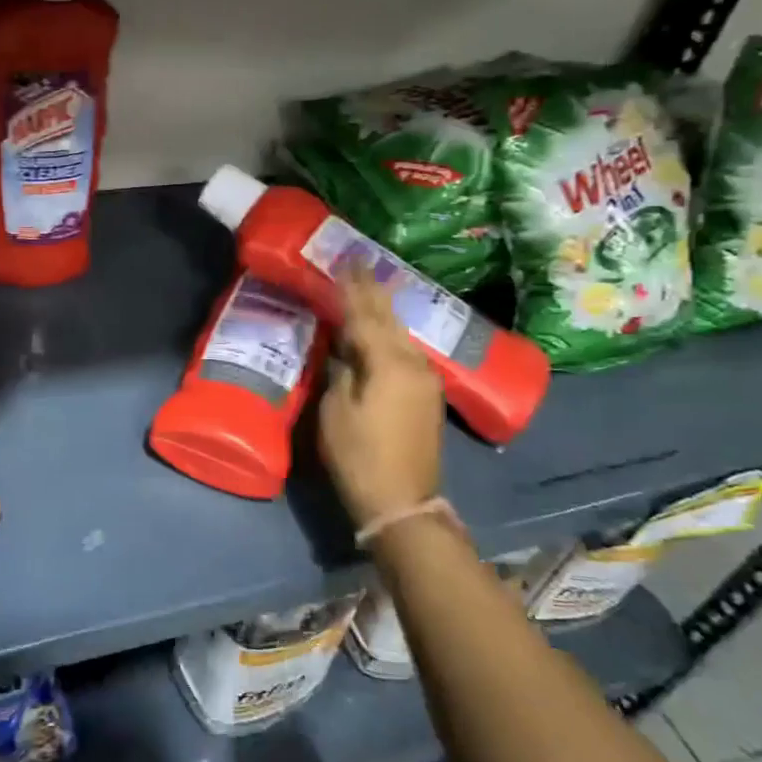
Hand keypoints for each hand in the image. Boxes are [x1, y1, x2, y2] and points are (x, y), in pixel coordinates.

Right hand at [319, 270, 445, 531]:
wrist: (402, 501)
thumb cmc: (359, 455)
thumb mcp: (335, 411)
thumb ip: (341, 372)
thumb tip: (345, 351)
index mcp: (387, 363)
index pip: (365, 314)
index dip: (352, 287)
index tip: (345, 260)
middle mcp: (412, 362)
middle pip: (388, 318)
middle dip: (372, 290)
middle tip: (359, 262)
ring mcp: (424, 378)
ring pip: (400, 333)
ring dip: (383, 310)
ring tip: (368, 287)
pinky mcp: (426, 394)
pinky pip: (405, 350)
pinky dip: (390, 334)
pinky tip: (381, 328)